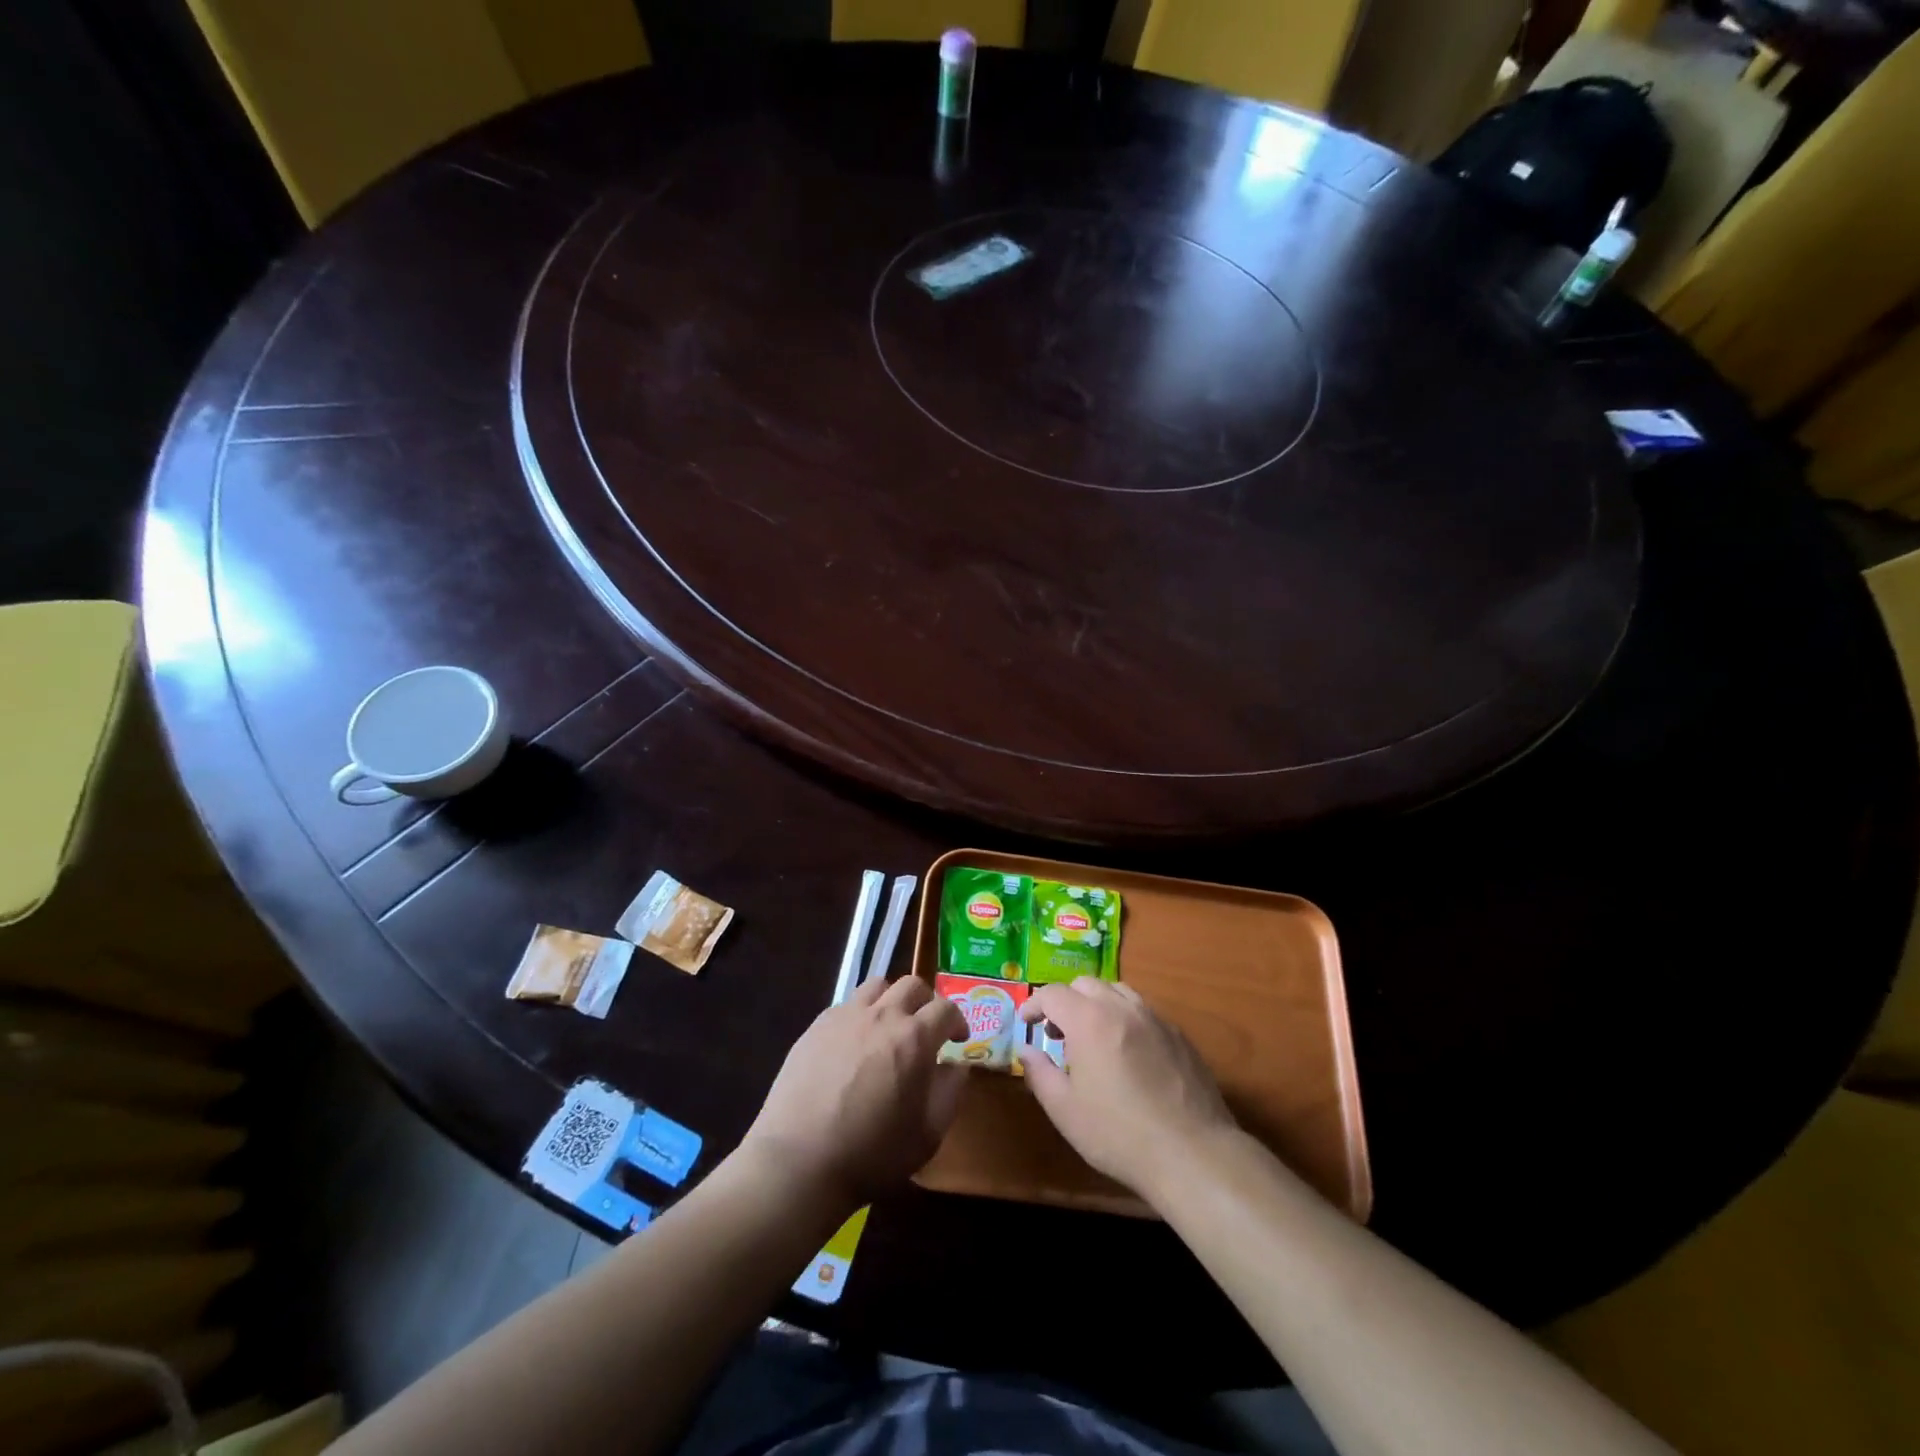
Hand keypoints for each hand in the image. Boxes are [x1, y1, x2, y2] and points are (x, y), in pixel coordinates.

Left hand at [740, 975, 967, 1211]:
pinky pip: (846, 1006)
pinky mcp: (815, 1027)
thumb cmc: (872, 1154)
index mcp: (914, 1038)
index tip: (957, 1038)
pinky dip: (860, 1016)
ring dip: (891, 999)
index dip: (957, 1020)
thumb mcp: (927, 1135)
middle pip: (912, 985)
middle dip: (926, 1001)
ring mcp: (845, 1017)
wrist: (799, 1161)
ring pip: (876, 986)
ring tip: (889, 1027)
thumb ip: (950, 1093)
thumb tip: (956, 1066)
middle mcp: (881, 1015)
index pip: (945, 1008)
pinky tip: (854, 1045)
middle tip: (926, 1027)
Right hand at [1017, 978, 1237, 1198]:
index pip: (1053, 993)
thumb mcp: (1065, 1110)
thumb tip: (1026, 1051)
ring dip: (1097, 1004)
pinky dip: (1125, 1018)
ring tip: (1092, 1037)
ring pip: (1118, 991)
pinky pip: (1143, 1011)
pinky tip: (1127, 1052)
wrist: (1192, 1153)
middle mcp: (1122, 1007)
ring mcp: (1154, 1018)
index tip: (1026, 1023)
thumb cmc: (1119, 1134)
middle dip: (1065, 1001)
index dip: (1034, 1004)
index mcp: (1089, 1020)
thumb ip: (1039, 1073)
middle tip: (1057, 1033)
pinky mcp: (1178, 1034)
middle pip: (1085, 984)